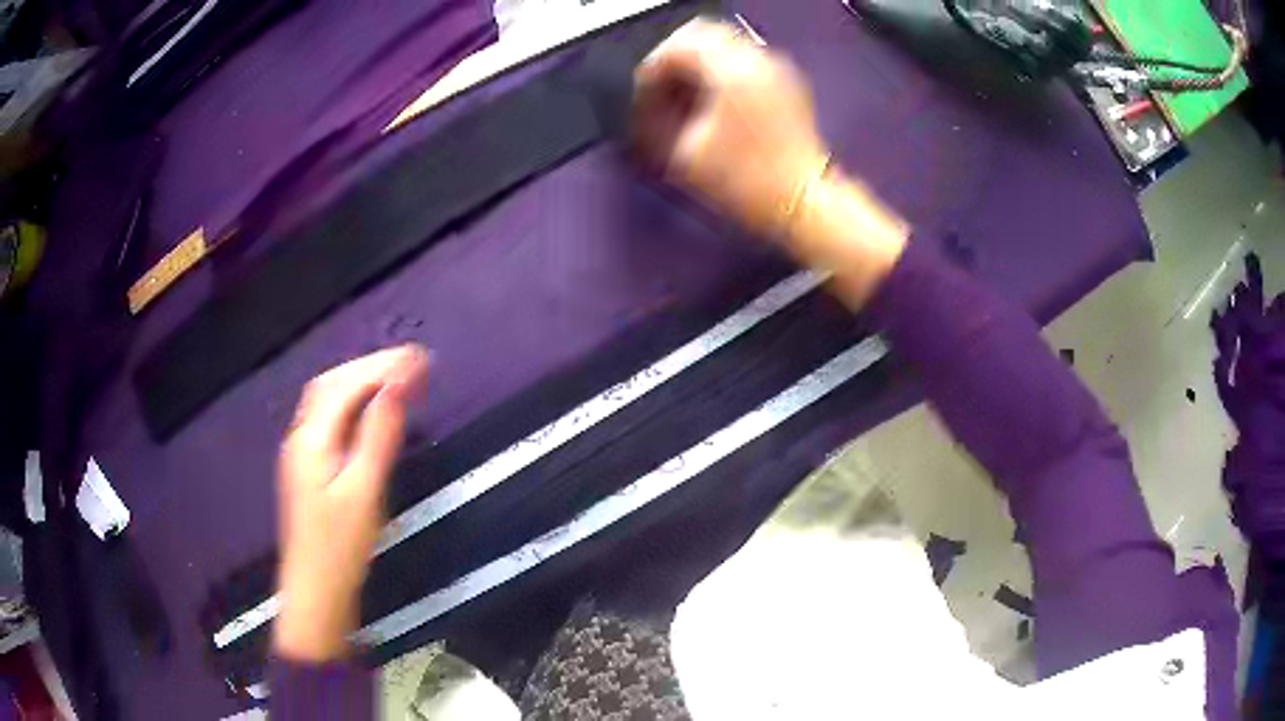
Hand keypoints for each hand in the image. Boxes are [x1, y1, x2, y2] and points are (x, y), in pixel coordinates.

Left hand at [273, 345, 429, 661]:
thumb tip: (398, 385)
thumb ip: (378, 435)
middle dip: (370, 367)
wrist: (315, 593)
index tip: (420, 357)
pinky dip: (353, 403)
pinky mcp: (309, 469)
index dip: (382, 366)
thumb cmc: (341, 547)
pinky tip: (370, 411)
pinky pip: (329, 419)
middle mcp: (301, 437)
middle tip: (411, 363)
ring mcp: (301, 453)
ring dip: (360, 381)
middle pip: (331, 385)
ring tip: (396, 379)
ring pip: (328, 401)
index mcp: (312, 438)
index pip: (346, 385)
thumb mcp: (364, 491)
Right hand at [632, 19, 828, 237]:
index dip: (652, 67)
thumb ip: (658, 115)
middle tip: (661, 87)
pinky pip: (745, 59)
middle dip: (674, 57)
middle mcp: (757, 60)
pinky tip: (714, 99)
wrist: (802, 202)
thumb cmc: (748, 182)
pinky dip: (722, 69)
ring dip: (698, 62)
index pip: (678, 45)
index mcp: (732, 71)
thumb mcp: (687, 153)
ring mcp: (776, 69)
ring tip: (686, 94)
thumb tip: (649, 97)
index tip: (644, 91)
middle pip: (702, 33)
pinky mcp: (786, 83)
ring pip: (724, 42)